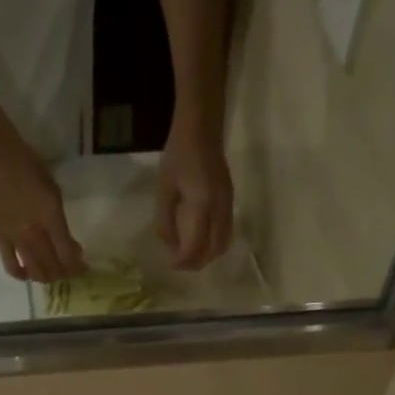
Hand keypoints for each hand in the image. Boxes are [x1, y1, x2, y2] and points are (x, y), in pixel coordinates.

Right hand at [0, 139, 84, 282]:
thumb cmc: (29, 168)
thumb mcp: (54, 192)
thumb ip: (61, 222)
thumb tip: (68, 244)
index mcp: (51, 217)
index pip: (67, 255)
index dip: (77, 267)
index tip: (83, 266)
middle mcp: (34, 232)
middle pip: (53, 267)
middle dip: (65, 273)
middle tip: (69, 269)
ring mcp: (16, 238)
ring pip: (35, 271)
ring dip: (47, 277)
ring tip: (51, 271)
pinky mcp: (0, 239)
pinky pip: (11, 266)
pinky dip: (22, 274)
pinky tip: (28, 273)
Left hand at [156, 121, 234, 270]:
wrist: (202, 128)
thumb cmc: (179, 155)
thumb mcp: (165, 189)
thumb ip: (166, 220)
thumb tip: (170, 246)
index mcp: (202, 205)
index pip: (196, 245)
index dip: (184, 261)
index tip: (171, 266)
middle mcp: (220, 209)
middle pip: (214, 249)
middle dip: (197, 262)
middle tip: (180, 265)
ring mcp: (228, 205)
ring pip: (224, 243)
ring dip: (208, 255)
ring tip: (190, 257)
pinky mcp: (230, 201)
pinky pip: (226, 232)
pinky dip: (214, 244)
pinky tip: (200, 242)